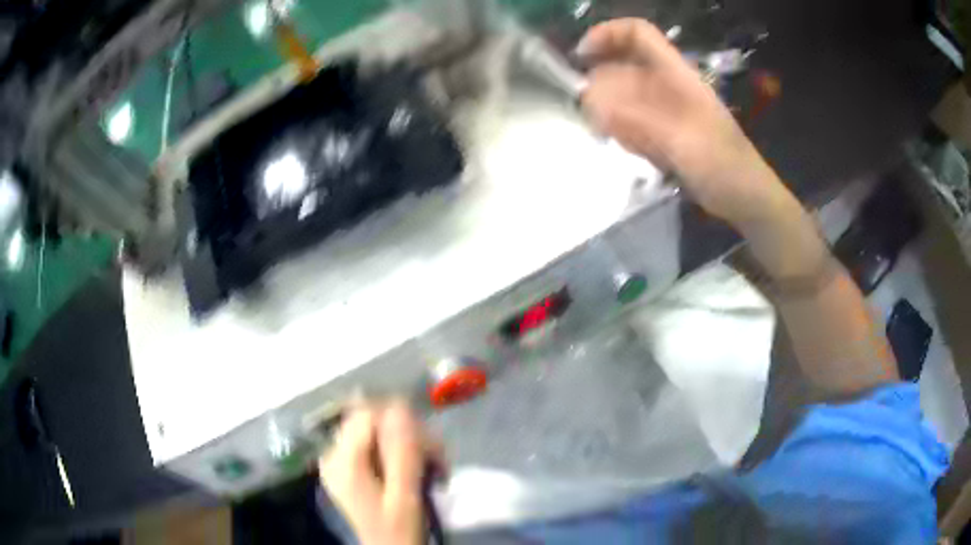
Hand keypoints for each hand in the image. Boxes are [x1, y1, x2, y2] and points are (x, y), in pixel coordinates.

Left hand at [319, 401, 445, 544]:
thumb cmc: (398, 528)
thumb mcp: (404, 494)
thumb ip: (401, 451)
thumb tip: (399, 405)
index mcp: (342, 460)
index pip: (367, 413)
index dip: (400, 421)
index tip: (427, 444)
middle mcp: (334, 453)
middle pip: (372, 420)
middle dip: (408, 434)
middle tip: (436, 458)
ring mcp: (340, 459)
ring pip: (377, 430)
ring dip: (409, 444)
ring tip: (433, 466)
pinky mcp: (351, 466)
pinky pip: (376, 444)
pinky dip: (400, 452)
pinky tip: (418, 469)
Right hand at [579, 18, 786, 226]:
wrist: (744, 197)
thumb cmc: (720, 164)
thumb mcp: (679, 138)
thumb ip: (634, 117)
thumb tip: (588, 97)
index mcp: (676, 74)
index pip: (637, 34)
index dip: (607, 34)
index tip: (581, 57)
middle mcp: (668, 85)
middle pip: (624, 65)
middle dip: (602, 82)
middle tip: (591, 113)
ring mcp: (666, 109)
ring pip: (624, 96)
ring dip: (610, 112)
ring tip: (612, 137)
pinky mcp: (664, 132)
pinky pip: (632, 122)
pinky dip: (623, 133)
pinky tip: (631, 150)